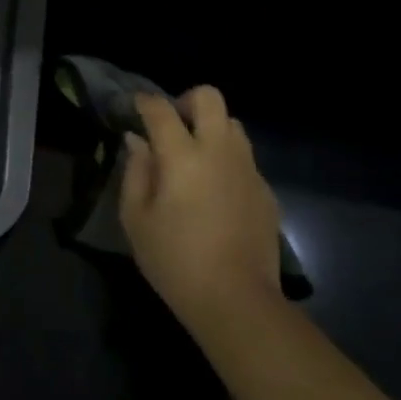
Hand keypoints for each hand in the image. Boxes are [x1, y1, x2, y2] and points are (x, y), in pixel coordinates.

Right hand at [120, 86, 281, 335]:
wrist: (237, 301)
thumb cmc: (174, 259)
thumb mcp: (135, 218)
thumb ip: (135, 172)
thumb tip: (137, 142)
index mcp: (182, 156)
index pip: (161, 109)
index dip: (145, 102)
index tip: (135, 107)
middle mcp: (219, 152)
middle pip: (210, 98)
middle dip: (187, 101)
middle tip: (172, 126)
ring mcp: (247, 170)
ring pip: (233, 125)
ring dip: (211, 129)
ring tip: (194, 157)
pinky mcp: (266, 192)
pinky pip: (245, 159)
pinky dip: (227, 161)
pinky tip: (214, 192)